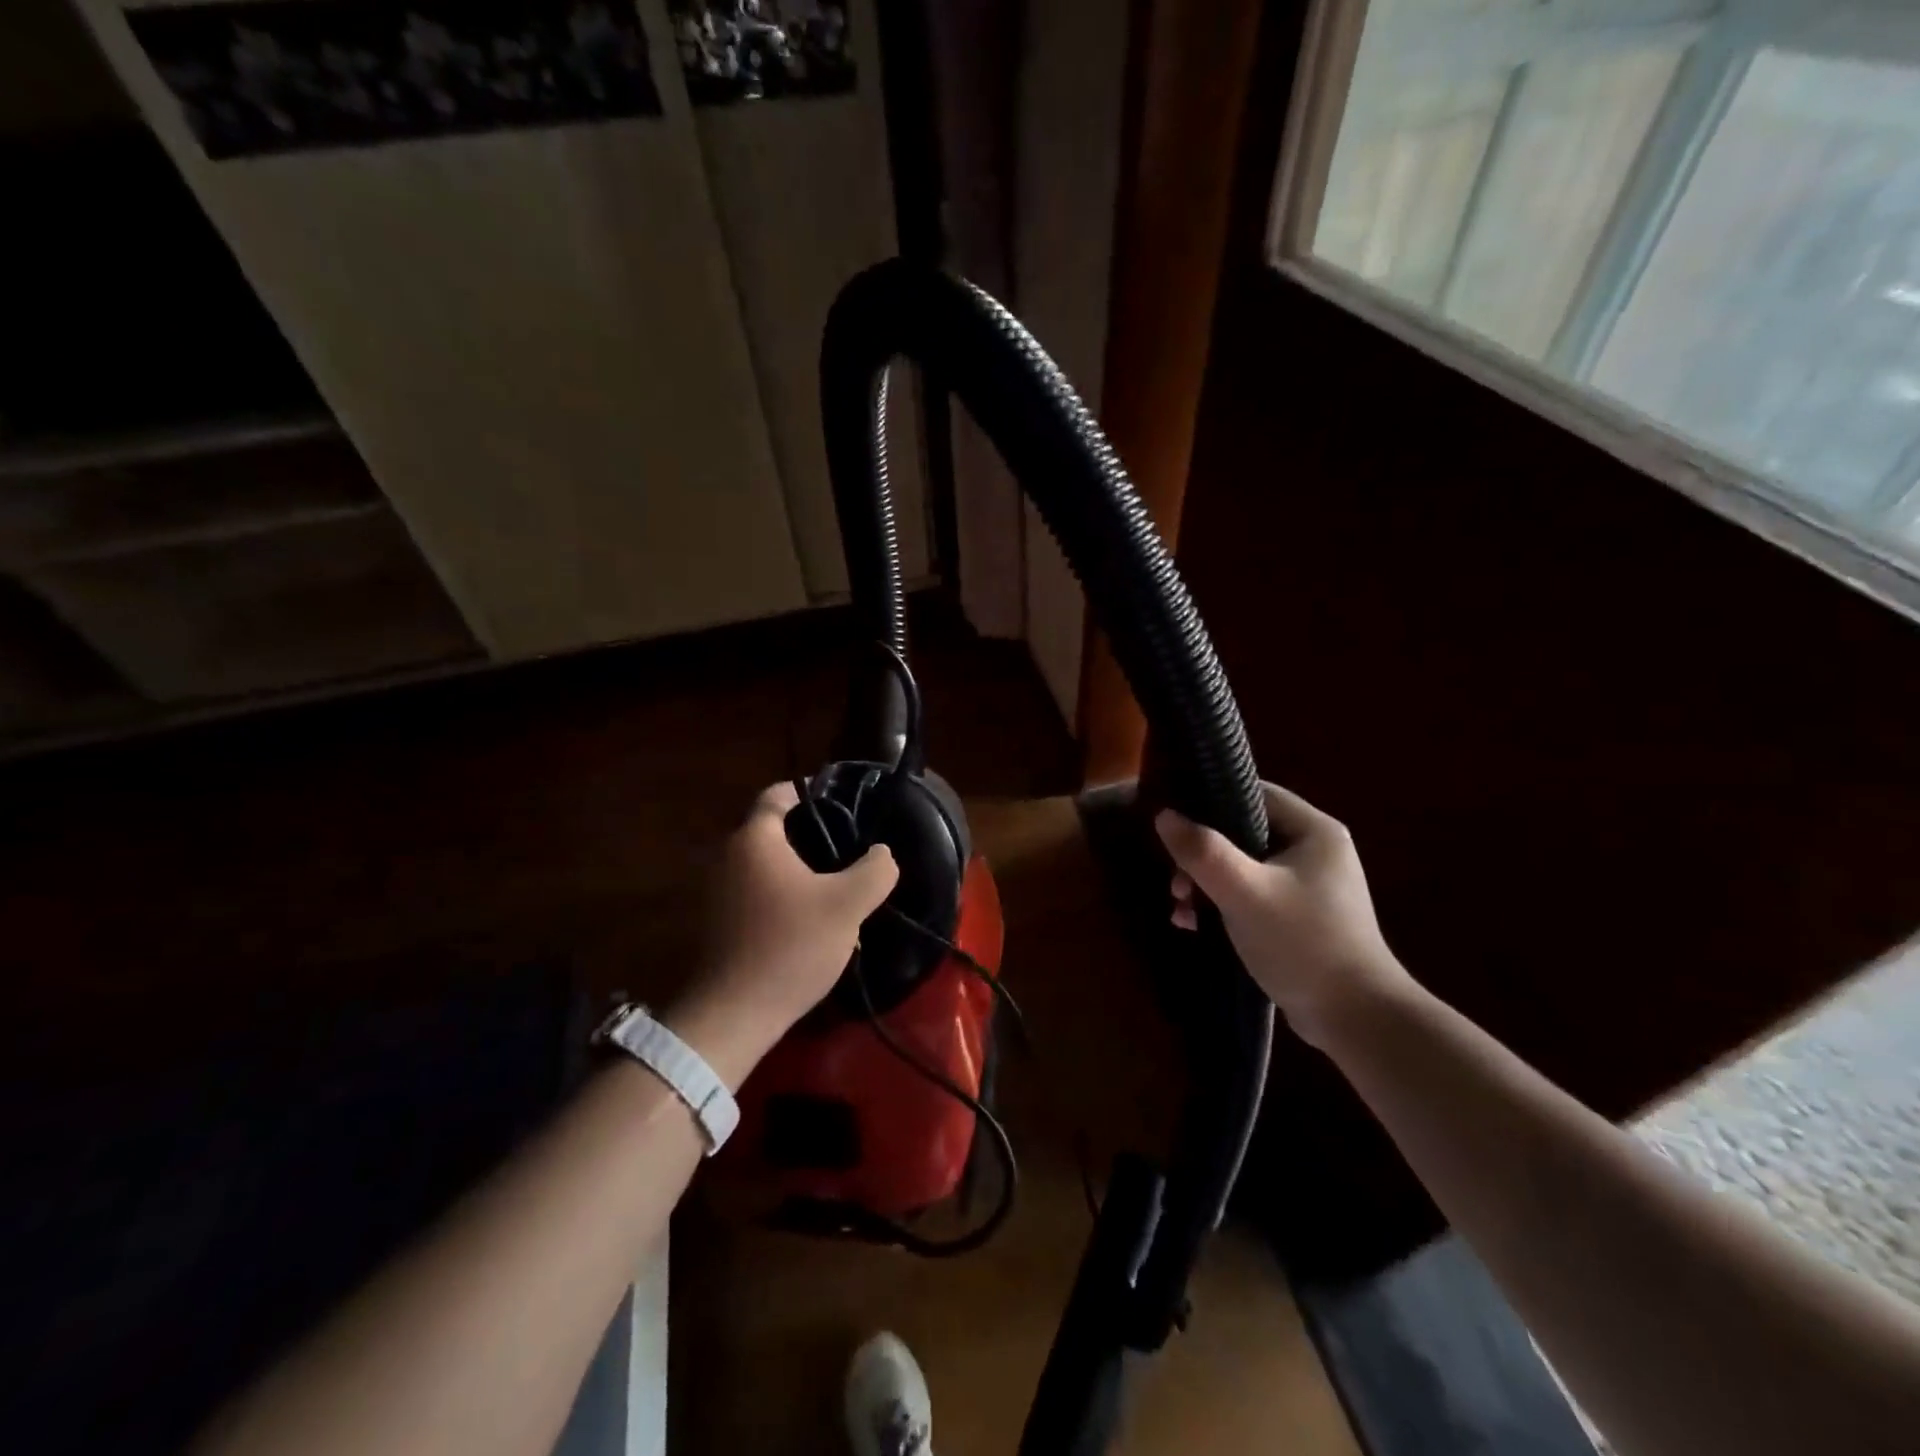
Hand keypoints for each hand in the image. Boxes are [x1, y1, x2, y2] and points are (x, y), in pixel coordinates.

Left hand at [668, 782, 897, 1081]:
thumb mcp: (847, 905)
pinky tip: (813, 924)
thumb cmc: (790, 946)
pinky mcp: (719, 923)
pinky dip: (784, 898)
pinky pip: (758, 894)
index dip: (811, 791)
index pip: (779, 794)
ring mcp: (718, 892)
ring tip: (839, 892)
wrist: (733, 1015)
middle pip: (775, 831)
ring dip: (802, 874)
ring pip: (768, 867)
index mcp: (755, 839)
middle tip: (851, 852)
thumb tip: (882, 854)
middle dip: (814, 838)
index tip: (842, 802)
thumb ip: (875, 870)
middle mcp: (729, 857)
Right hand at [1155, 782, 1412, 1048]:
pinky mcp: (1298, 916)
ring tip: (1181, 909)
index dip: (1210, 800)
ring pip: (1242, 865)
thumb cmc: (1303, 944)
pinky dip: (1221, 904)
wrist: (1356, 1020)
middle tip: (1176, 882)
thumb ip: (1202, 851)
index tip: (1173, 820)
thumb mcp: (1244, 893)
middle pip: (1242, 832)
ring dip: (1205, 882)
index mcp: (1314, 830)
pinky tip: (1195, 925)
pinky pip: (1250, 893)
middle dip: (1201, 855)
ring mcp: (1308, 885)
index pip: (1254, 793)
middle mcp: (1314, 850)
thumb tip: (1163, 815)